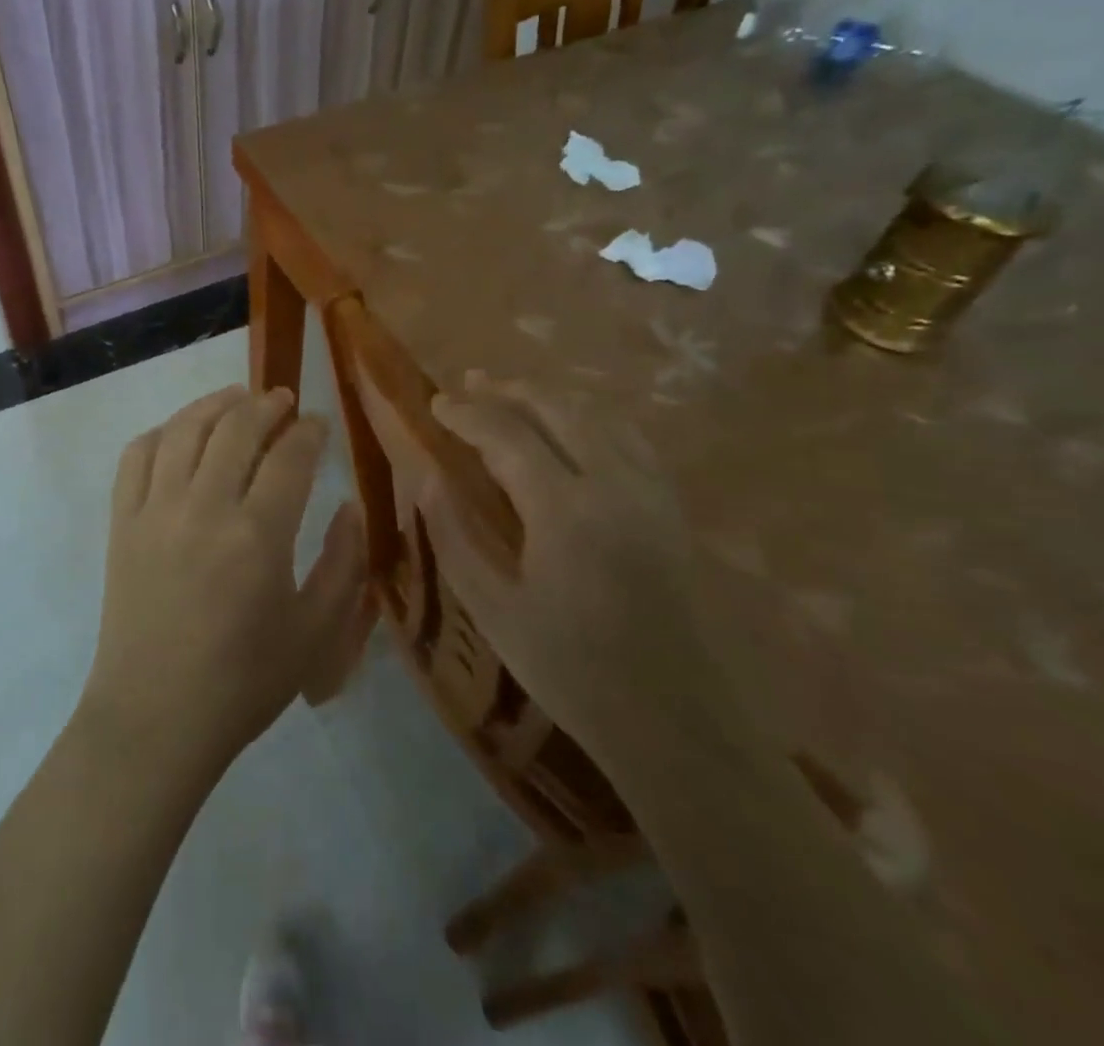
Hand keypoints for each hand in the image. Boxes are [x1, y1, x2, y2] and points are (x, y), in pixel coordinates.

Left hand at [79, 386, 372, 782]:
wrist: (156, 718)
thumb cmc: (244, 682)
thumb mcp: (316, 634)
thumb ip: (344, 564)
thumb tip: (351, 506)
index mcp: (258, 536)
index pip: (289, 456)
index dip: (308, 431)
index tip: (318, 424)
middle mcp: (204, 507)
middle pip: (236, 427)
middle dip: (266, 404)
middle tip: (282, 401)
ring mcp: (155, 510)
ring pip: (184, 429)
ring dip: (214, 404)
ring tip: (236, 399)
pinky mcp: (121, 522)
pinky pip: (136, 456)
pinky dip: (160, 432)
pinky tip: (179, 434)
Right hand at [422, 372, 749, 770]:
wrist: (674, 720)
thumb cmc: (571, 670)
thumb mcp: (493, 610)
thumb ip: (454, 537)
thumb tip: (429, 480)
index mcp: (564, 510)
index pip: (507, 435)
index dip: (467, 414)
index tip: (436, 403)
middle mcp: (613, 485)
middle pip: (558, 409)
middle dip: (509, 390)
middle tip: (471, 383)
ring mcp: (650, 492)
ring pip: (598, 416)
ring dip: (550, 397)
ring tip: (513, 393)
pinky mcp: (670, 508)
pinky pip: (629, 437)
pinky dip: (591, 418)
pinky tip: (572, 426)